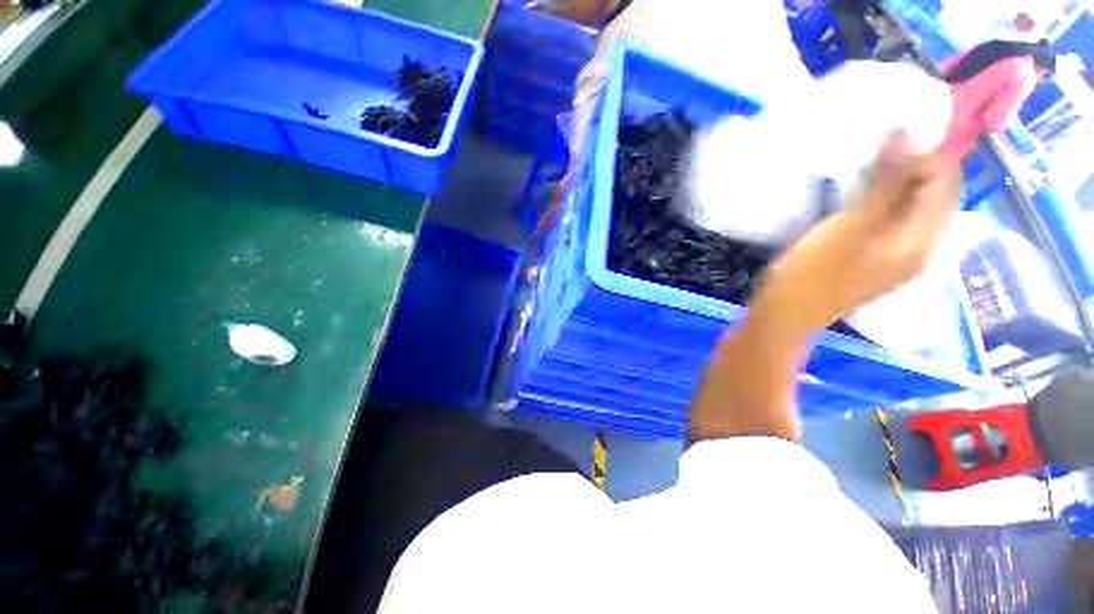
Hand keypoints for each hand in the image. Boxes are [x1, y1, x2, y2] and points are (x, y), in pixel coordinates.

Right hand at [753, 134, 961, 337]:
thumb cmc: (812, 272)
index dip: (924, 150)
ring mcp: (900, 255)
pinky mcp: (878, 259)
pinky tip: (862, 193)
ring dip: (898, 180)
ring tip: (869, 163)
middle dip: (915, 163)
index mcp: (923, 239)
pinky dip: (885, 199)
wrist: (785, 314)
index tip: (889, 132)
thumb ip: (887, 183)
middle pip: (934, 193)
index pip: (945, 179)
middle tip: (879, 144)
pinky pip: (896, 219)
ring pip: (914, 205)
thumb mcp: (851, 225)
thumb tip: (908, 135)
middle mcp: (923, 246)